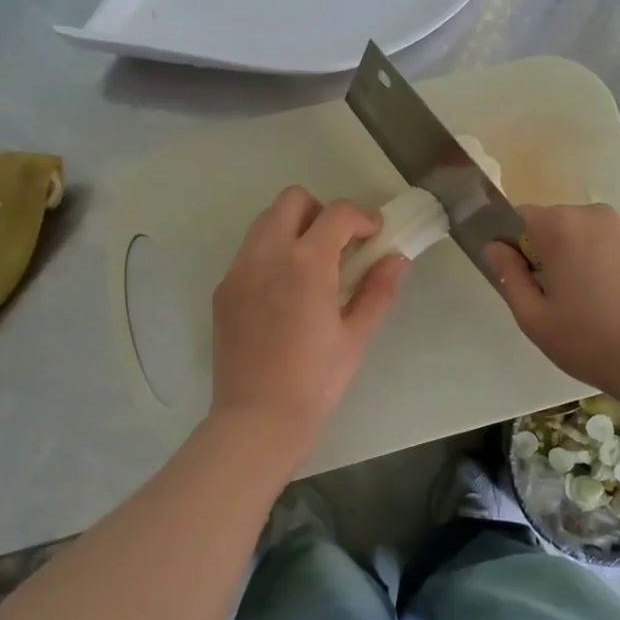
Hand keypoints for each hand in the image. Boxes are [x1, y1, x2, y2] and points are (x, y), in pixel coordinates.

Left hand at [209, 187, 407, 454]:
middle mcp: (267, 254)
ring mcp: (239, 270)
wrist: (257, 419)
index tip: (374, 236)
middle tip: (339, 245)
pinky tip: (284, 292)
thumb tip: (396, 259)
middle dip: (321, 212)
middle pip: (292, 200)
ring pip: (265, 222)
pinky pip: (249, 252)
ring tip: (312, 266)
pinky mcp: (223, 289)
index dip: (362, 217)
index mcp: (306, 263)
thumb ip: (377, 290)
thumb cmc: (315, 381)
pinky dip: (271, 253)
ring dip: (294, 229)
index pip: (337, 213)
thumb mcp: (355, 336)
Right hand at [485, 204, 619, 409]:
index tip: (519, 278)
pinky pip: (612, 246)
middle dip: (546, 251)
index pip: (519, 217)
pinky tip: (613, 301)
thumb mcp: (535, 318)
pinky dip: (604, 264)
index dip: (511, 244)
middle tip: (551, 297)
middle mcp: (596, 215)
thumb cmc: (591, 341)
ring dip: (576, 257)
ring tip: (585, 302)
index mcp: (562, 226)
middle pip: (554, 224)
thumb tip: (495, 247)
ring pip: (585, 234)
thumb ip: (509, 276)